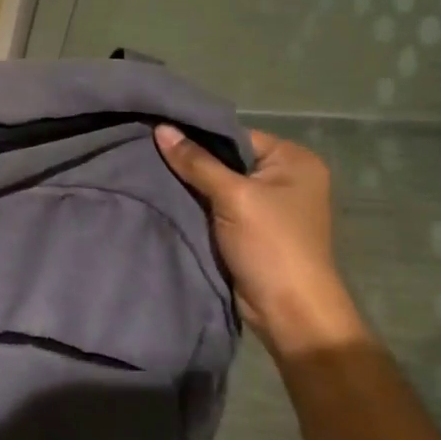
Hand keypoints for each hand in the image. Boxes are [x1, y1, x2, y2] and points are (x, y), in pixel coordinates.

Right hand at [153, 124, 365, 356]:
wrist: (289, 311)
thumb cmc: (271, 245)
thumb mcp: (232, 197)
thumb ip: (196, 162)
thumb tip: (161, 128)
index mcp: (293, 159)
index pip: (234, 134)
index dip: (197, 135)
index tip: (157, 133)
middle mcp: (285, 176)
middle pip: (226, 157)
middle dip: (190, 159)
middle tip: (147, 153)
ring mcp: (269, 203)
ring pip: (218, 182)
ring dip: (190, 183)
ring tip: (149, 172)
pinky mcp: (251, 227)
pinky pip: (217, 204)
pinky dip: (195, 202)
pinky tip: (165, 195)